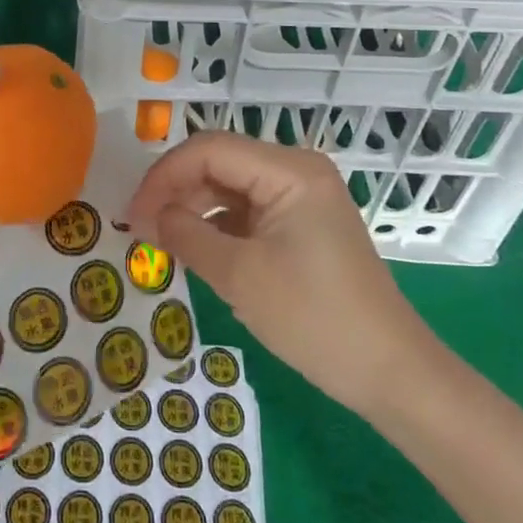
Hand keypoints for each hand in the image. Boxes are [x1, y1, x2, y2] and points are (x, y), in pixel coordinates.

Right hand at [127, 132, 433, 413]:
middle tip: (141, 230)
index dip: (163, 176)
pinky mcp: (303, 222)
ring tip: (162, 241)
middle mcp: (296, 169)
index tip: (132, 214)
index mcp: (288, 170)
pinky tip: (196, 249)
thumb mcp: (240, 277)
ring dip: (194, 208)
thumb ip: (187, 236)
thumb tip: (148, 216)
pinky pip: (248, 208)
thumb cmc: (315, 320)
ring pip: (230, 185)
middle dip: (176, 191)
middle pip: (219, 162)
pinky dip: (218, 224)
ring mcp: (302, 195)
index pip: (209, 150)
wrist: (390, 373)